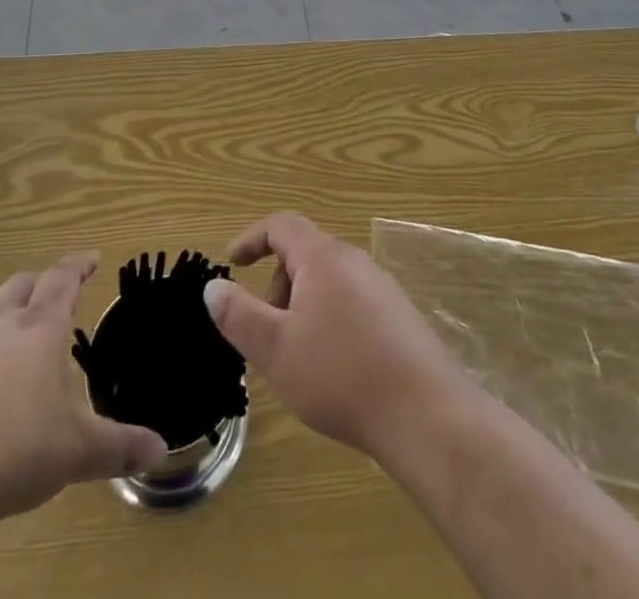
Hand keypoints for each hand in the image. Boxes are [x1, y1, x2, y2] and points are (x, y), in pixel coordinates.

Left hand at [0, 253, 167, 532]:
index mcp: (40, 331)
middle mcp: (1, 331)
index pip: (62, 281)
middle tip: (54, 290)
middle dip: (39, 283)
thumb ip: (118, 447)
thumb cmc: (14, 448)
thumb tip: (161, 449)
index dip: (79, 266)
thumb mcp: (76, 452)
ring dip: (8, 328)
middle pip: (20, 287)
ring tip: (22, 357)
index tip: (92, 257)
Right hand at [203, 213, 468, 460]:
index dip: (252, 238)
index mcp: (323, 257)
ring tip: (298, 359)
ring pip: (328, 282)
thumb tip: (213, 287)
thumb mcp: (275, 349)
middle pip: (304, 255)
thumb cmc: (340, 375)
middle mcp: (354, 260)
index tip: (232, 263)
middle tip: (267, 335)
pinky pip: (351, 303)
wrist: (425, 414)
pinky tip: (335, 370)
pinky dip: (329, 322)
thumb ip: (239, 315)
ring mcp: (381, 287)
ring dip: (302, 308)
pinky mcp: (399, 316)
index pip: (281, 225)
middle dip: (277, 287)